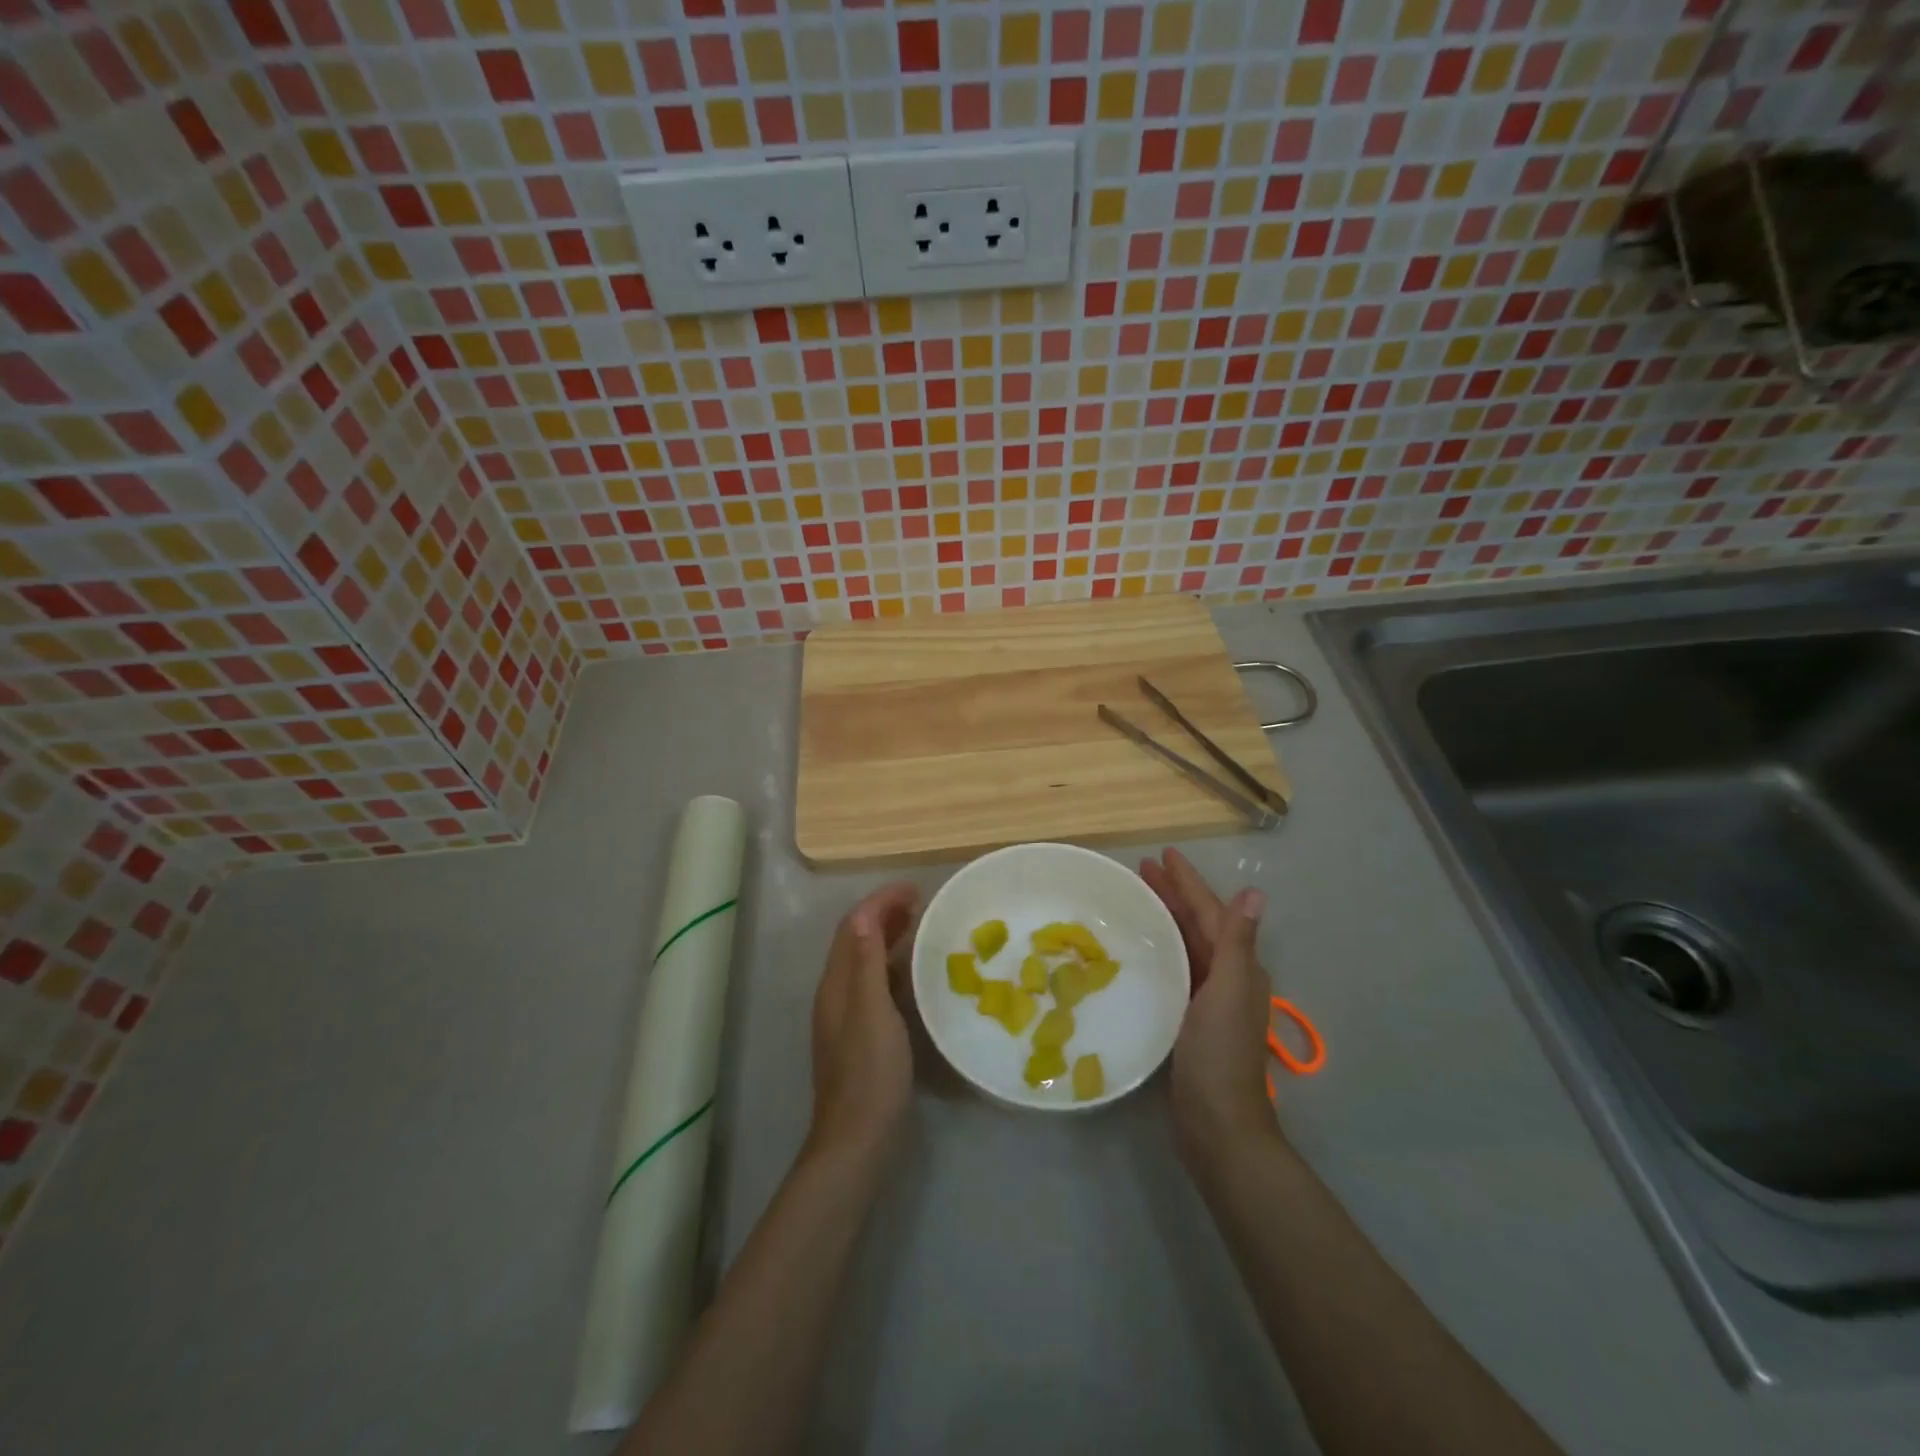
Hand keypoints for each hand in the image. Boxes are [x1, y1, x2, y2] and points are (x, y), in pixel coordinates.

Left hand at [807, 882, 919, 1164]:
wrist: (857, 1139)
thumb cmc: (870, 1072)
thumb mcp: (872, 1012)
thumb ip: (866, 963)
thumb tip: (864, 914)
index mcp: (836, 984)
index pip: (854, 927)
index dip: (880, 902)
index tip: (914, 888)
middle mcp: (837, 993)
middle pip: (857, 940)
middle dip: (884, 914)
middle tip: (920, 902)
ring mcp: (847, 1015)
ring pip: (865, 961)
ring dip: (888, 937)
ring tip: (920, 926)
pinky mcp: (860, 1034)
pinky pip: (875, 983)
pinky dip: (893, 965)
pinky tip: (914, 974)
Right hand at [1139, 848, 1277, 1167]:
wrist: (1217, 1124)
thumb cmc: (1220, 1055)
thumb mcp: (1229, 992)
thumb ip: (1238, 942)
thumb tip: (1256, 892)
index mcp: (1238, 966)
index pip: (1211, 912)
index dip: (1188, 882)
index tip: (1163, 855)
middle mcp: (1227, 977)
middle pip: (1198, 924)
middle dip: (1173, 894)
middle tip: (1141, 869)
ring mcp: (1207, 998)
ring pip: (1185, 945)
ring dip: (1165, 919)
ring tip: (1138, 898)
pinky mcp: (1188, 1018)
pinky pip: (1174, 969)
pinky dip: (1160, 950)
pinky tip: (1141, 949)